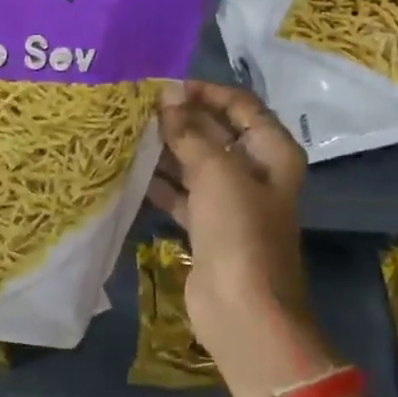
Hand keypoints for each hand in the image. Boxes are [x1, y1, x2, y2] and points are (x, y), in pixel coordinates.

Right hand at [148, 80, 332, 393]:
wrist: (243, 310)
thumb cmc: (239, 232)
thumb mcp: (216, 173)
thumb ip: (189, 133)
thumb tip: (168, 95)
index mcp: (272, 152)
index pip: (240, 105)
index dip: (204, 92)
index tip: (162, 86)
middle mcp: (254, 171)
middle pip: (215, 133)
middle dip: (179, 119)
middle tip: (135, 108)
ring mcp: (229, 201)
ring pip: (194, 163)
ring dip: (165, 150)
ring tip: (126, 133)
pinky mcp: (206, 226)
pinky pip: (181, 194)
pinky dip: (160, 184)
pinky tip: (129, 172)